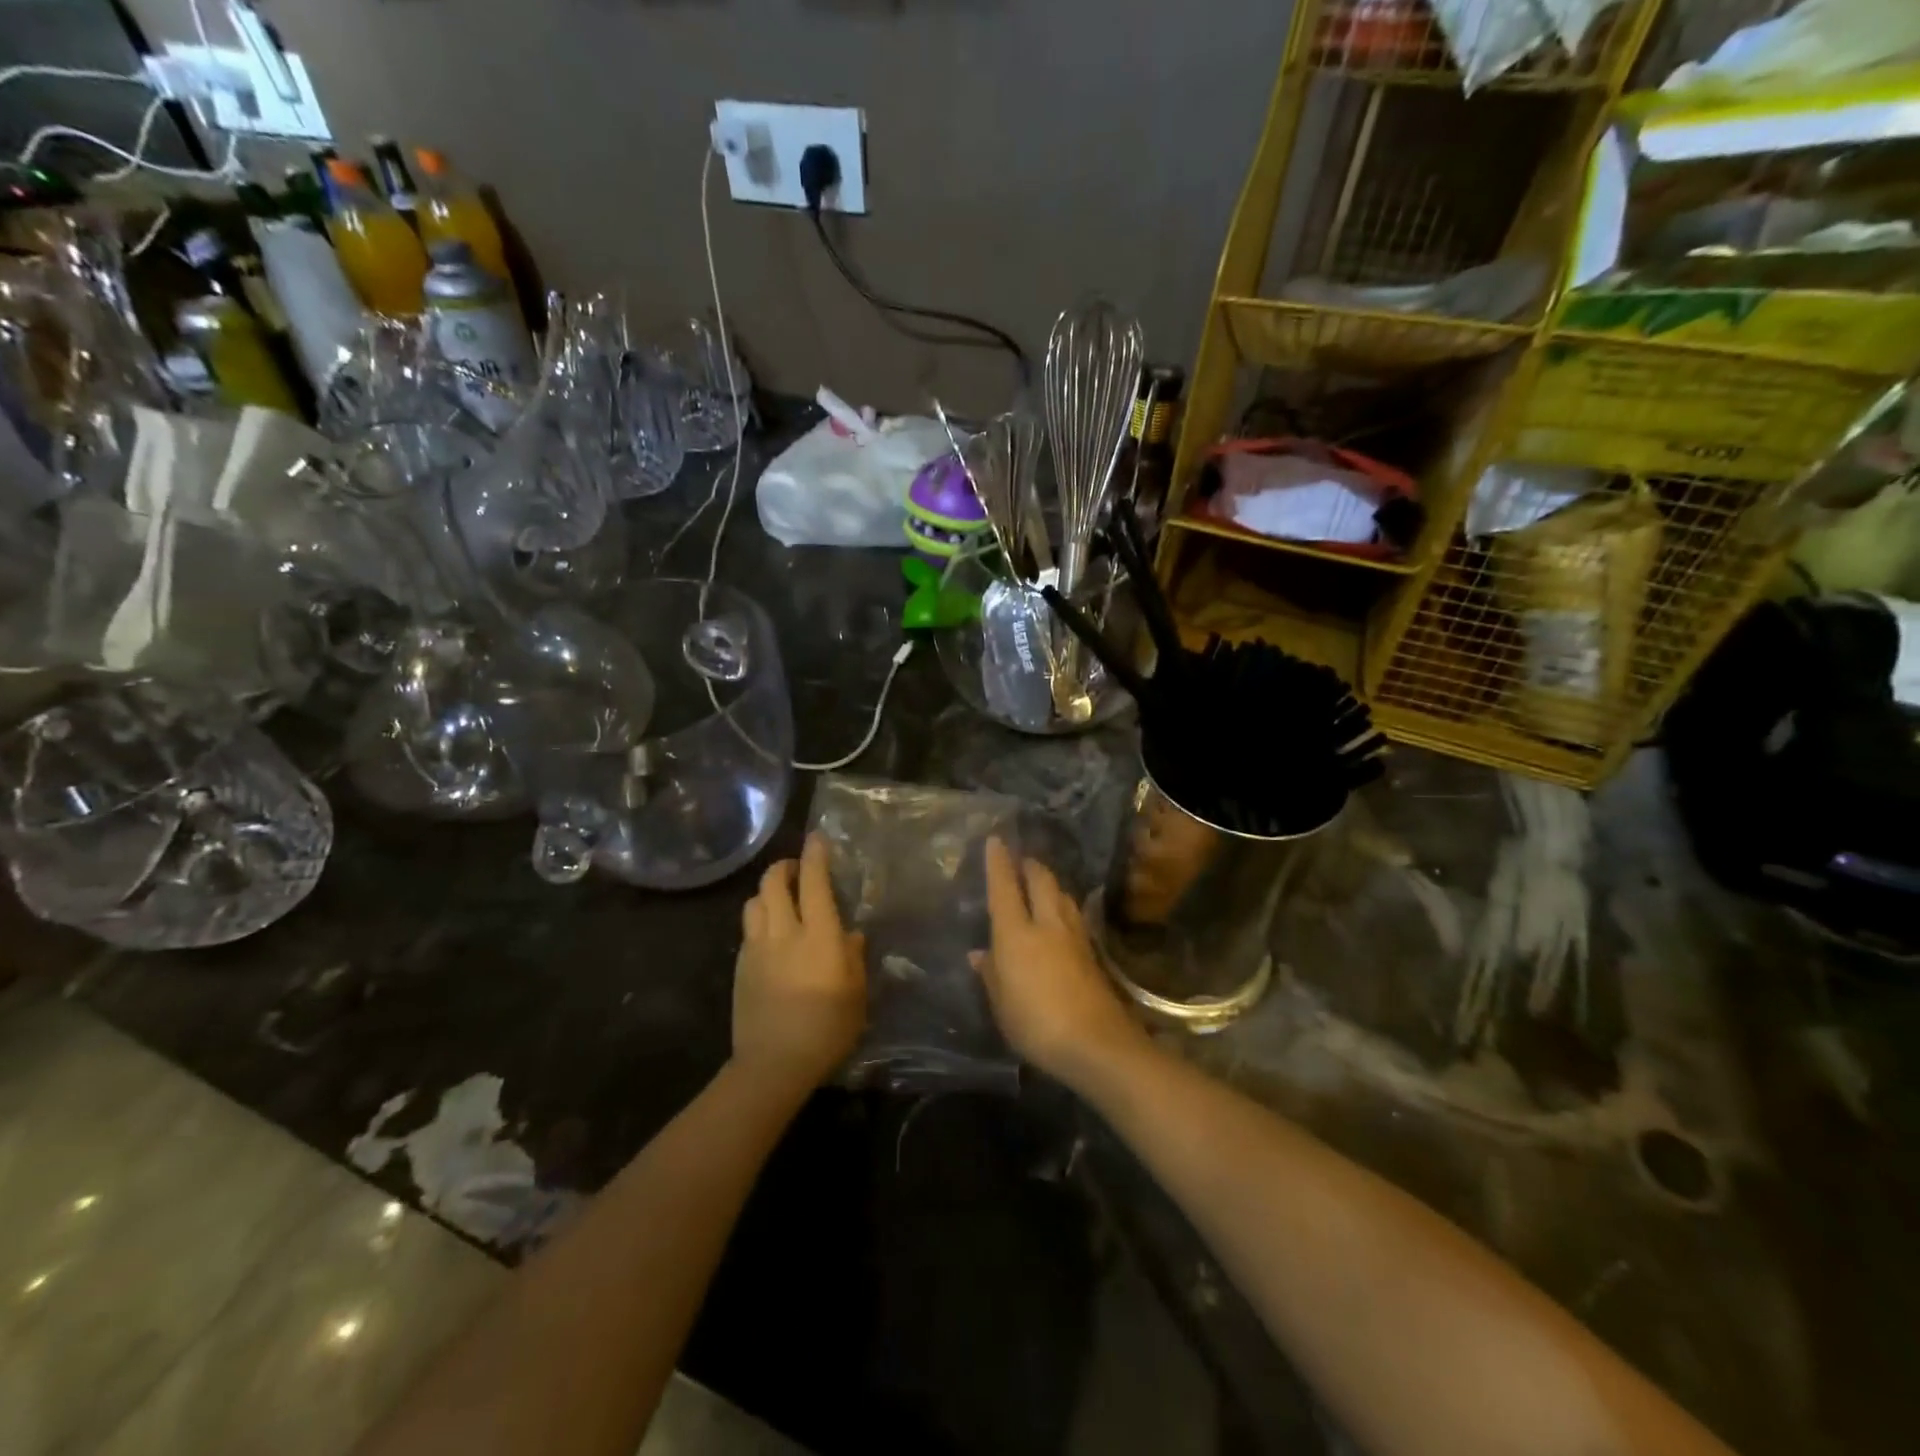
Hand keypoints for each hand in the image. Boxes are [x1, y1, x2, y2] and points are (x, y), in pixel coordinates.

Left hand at [733, 835, 866, 1093]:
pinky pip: (748, 929)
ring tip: (781, 900)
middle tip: (797, 870)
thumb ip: (854, 956)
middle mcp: (784, 932)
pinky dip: (759, 919)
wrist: (773, 1064)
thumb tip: (851, 934)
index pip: (814, 882)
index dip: (815, 856)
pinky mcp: (740, 967)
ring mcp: (756, 948)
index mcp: (818, 935)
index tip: (817, 839)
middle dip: (784, 867)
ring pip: (754, 902)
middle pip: (773, 882)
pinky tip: (770, 936)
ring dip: (767, 892)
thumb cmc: (827, 1028)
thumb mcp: (857, 994)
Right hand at [973, 837, 1149, 1091]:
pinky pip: (1074, 915)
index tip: (996, 840)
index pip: (1004, 888)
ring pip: (1062, 894)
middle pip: (1041, 880)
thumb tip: (980, 953)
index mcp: (1016, 933)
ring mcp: (1074, 936)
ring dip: (1051, 882)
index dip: (999, 863)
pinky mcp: (1092, 952)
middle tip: (1022, 860)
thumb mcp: (1002, 1004)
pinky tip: (1062, 915)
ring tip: (1042, 882)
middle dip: (1030, 865)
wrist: (1096, 1043)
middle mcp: (1046, 924)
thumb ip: (991, 974)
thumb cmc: (1036, 1024)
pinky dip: (1064, 905)